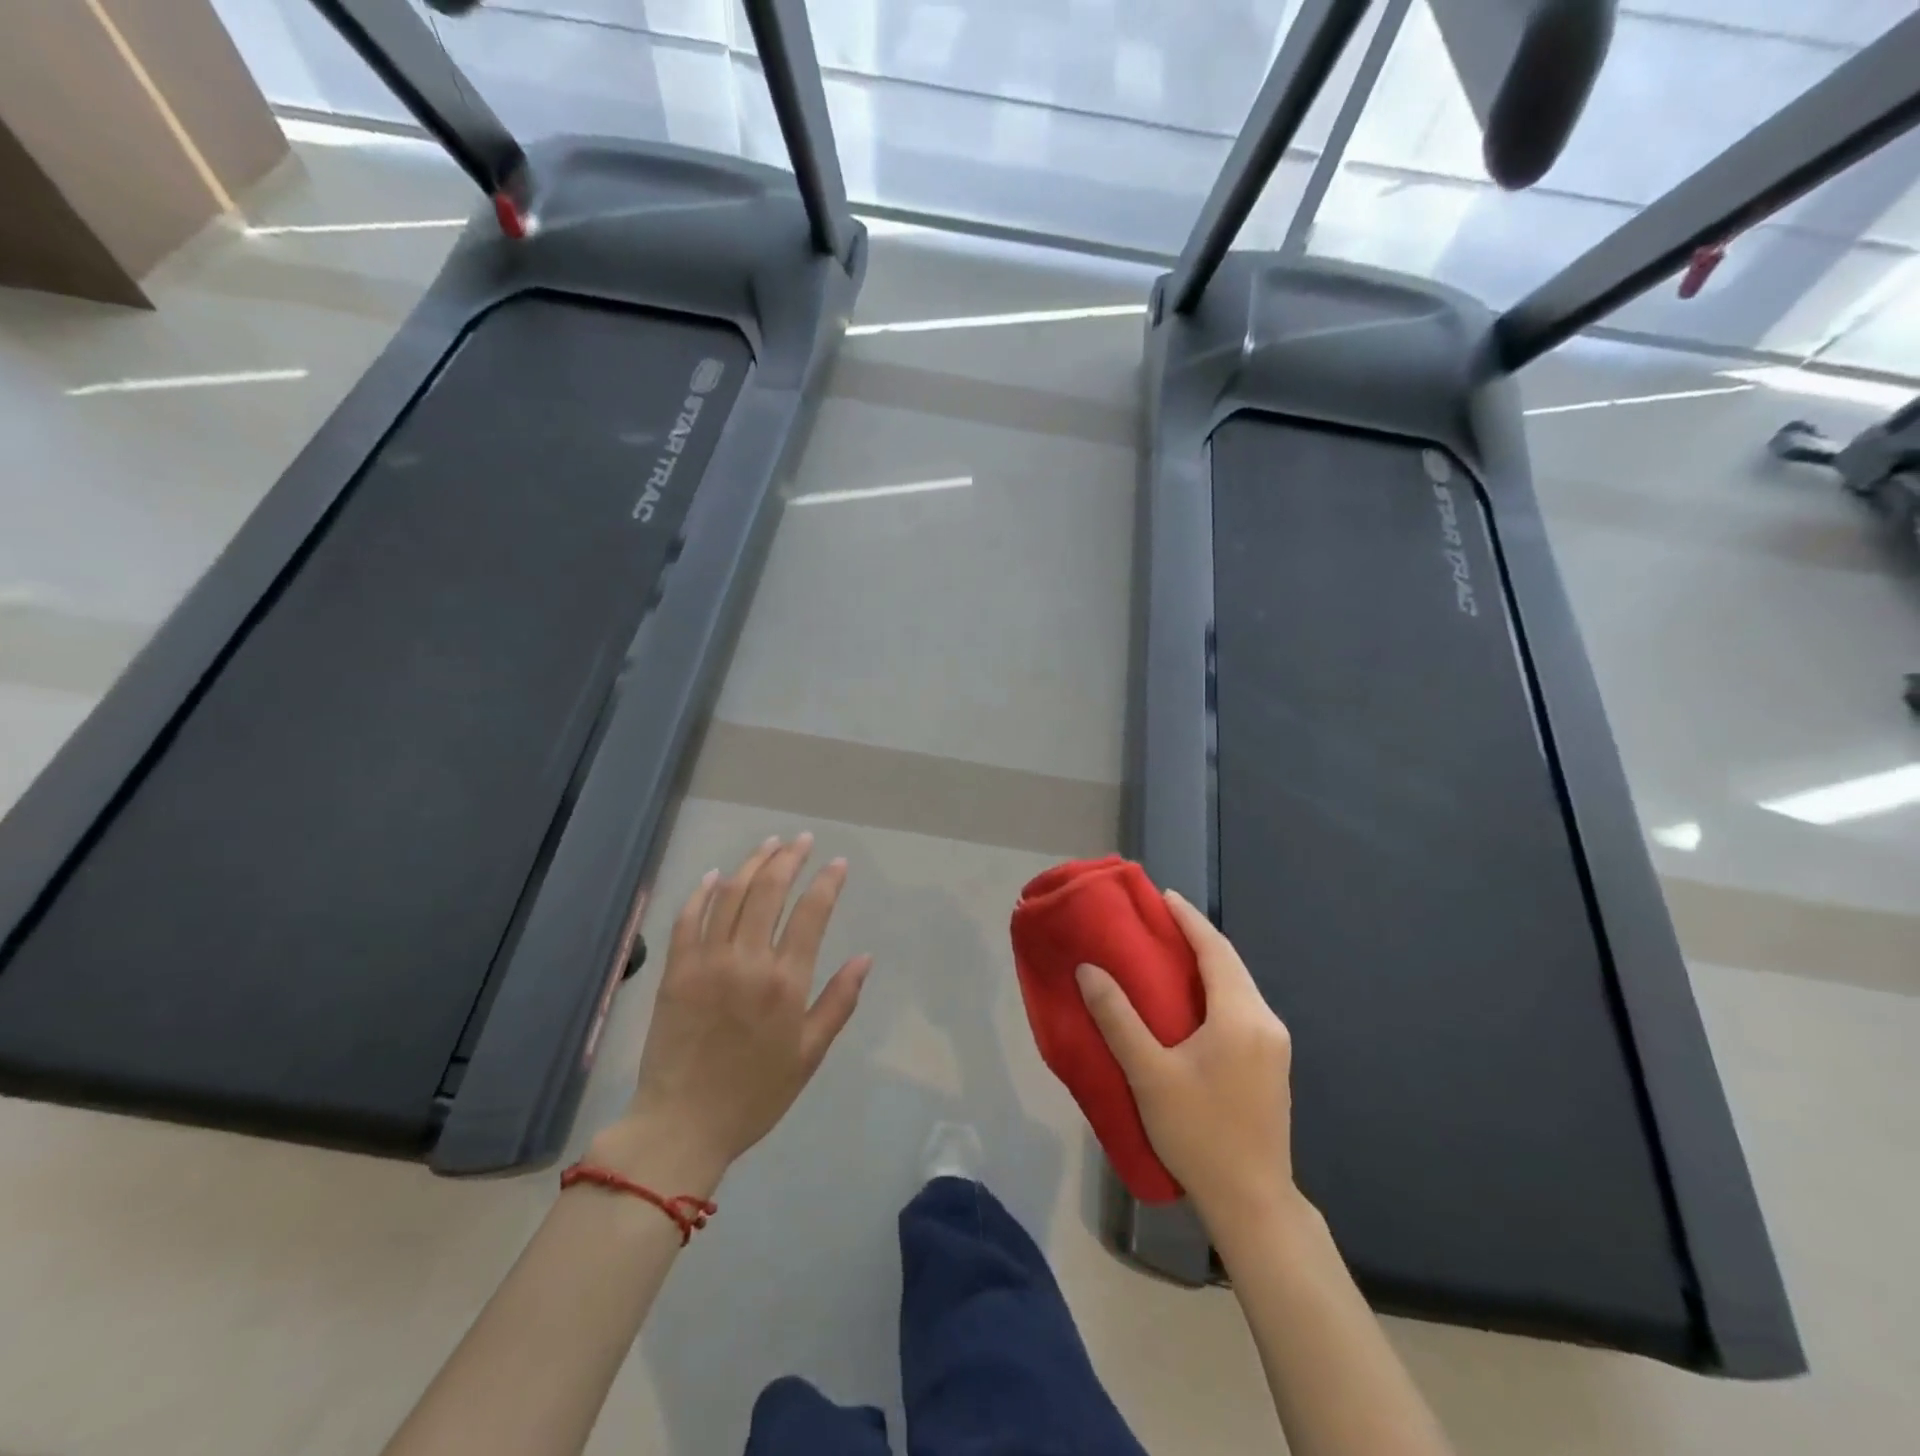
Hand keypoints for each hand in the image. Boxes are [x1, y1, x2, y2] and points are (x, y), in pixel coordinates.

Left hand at [592, 834, 871, 1191]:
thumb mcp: (809, 1054)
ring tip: (769, 844)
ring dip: (751, 863)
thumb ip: (839, 1001)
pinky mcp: (674, 970)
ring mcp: (706, 961)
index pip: (811, 913)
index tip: (838, 863)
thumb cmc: (755, 1094)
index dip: (827, 882)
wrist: (681, 1125)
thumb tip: (865, 957)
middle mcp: (747, 960)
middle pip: (769, 891)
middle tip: (802, 840)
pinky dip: (702, 892)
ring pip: (730, 895)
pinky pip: (688, 918)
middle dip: (789, 859)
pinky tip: (716, 875)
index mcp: (785, 982)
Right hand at [1077, 889, 1301, 1239]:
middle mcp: (1266, 1022)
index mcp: (1241, 1017)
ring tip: (1170, 952)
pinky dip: (1217, 988)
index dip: (1189, 919)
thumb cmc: (1199, 1134)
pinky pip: (1242, 1007)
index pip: (1215, 950)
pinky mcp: (1273, 1064)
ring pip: (1239, 986)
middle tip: (1159, 920)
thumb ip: (1117, 1018)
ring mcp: (1275, 1045)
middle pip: (1231, 964)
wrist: (1253, 1203)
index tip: (1163, 896)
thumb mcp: (1149, 1074)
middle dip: (1197, 936)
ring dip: (1208, 963)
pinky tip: (1193, 999)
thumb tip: (1088, 970)